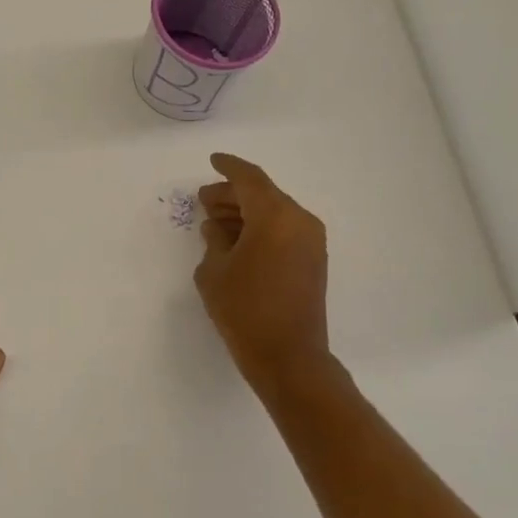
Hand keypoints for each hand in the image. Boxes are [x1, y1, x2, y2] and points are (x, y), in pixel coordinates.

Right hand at [195, 154, 331, 389]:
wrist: (289, 357)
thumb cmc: (245, 309)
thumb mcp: (214, 271)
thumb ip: (214, 240)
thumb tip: (217, 228)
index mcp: (276, 216)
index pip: (249, 179)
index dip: (228, 168)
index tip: (213, 161)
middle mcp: (300, 221)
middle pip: (263, 195)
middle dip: (232, 195)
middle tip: (204, 200)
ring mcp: (311, 242)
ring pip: (274, 214)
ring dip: (245, 213)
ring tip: (214, 222)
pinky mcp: (313, 262)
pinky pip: (284, 232)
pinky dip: (260, 229)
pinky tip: (236, 241)